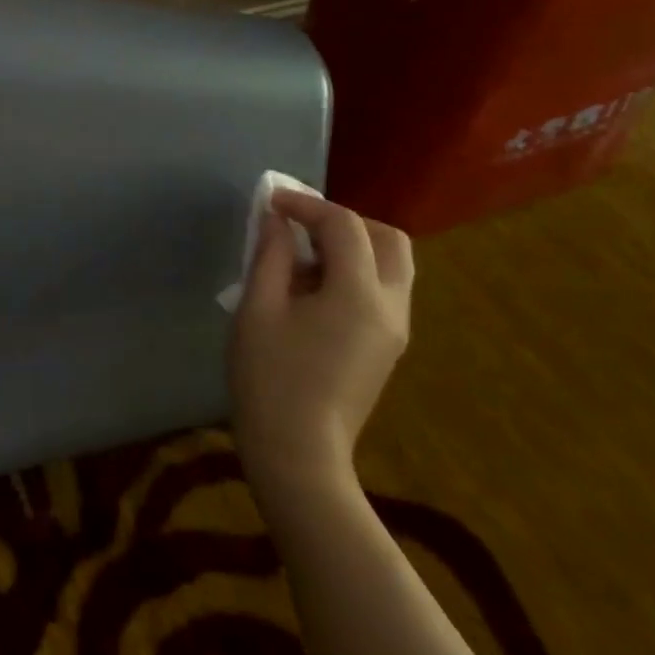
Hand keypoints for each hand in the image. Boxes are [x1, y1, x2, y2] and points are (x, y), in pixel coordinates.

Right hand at [229, 188, 412, 494]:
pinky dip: (354, 272)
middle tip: (299, 225)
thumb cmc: (270, 378)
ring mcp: (395, 330)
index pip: (345, 226)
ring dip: (353, 246)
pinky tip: (311, 289)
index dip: (306, 204)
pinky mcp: (387, 347)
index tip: (271, 202)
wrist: (298, 453)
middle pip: (388, 239)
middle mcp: (391, 307)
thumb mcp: (258, 308)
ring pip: (392, 265)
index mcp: (359, 295)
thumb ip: (271, 255)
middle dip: (344, 221)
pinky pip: (382, 290)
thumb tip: (275, 219)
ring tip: (302, 256)